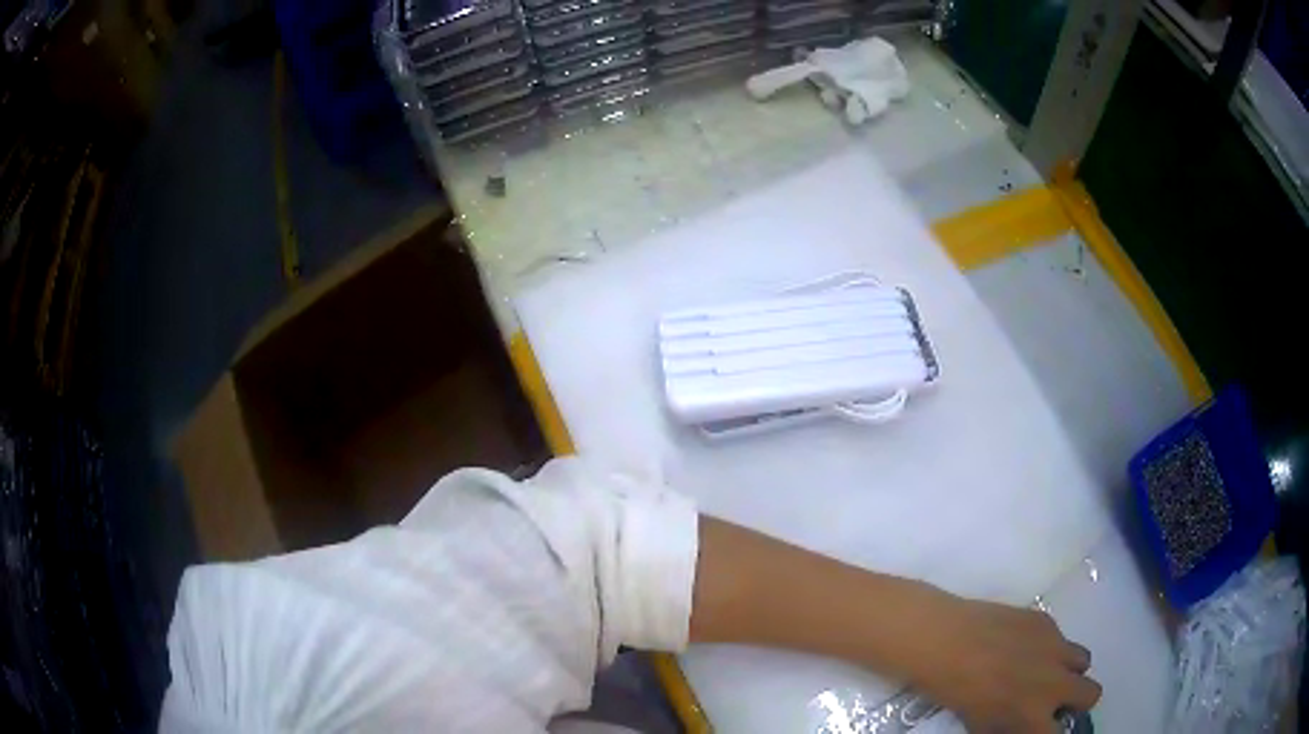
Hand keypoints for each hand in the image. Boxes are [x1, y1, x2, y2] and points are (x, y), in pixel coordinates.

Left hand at [890, 585, 1101, 732]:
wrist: (946, 642)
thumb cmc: (956, 694)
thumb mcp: (982, 726)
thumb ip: (1012, 729)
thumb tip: (1023, 727)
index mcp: (1035, 717)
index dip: (1054, 732)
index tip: (1048, 729)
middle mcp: (1056, 684)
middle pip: (1091, 694)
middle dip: (1077, 700)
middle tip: (1056, 700)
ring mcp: (1056, 649)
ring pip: (1084, 661)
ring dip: (1070, 669)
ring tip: (1046, 670)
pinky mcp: (1048, 622)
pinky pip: (1061, 637)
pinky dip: (1049, 646)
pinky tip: (1023, 645)